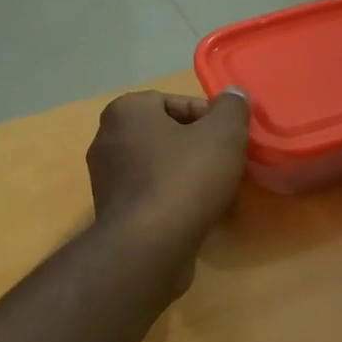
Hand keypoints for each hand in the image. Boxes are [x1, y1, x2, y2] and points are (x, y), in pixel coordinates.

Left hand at [87, 89, 251, 251]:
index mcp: (125, 111)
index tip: (231, 139)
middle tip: (227, 162)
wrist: (149, 247)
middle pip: (166, 133)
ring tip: (216, 189)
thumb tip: (234, 94)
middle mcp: (107, 139)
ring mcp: (106, 178)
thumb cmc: (184, 178)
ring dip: (187, 173)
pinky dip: (172, 198)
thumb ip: (233, 107)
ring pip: (159, 165)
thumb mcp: (223, 133)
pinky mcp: (113, 212)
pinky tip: (195, 213)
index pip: (175, 102)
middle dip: (198, 145)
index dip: (210, 118)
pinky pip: (150, 193)